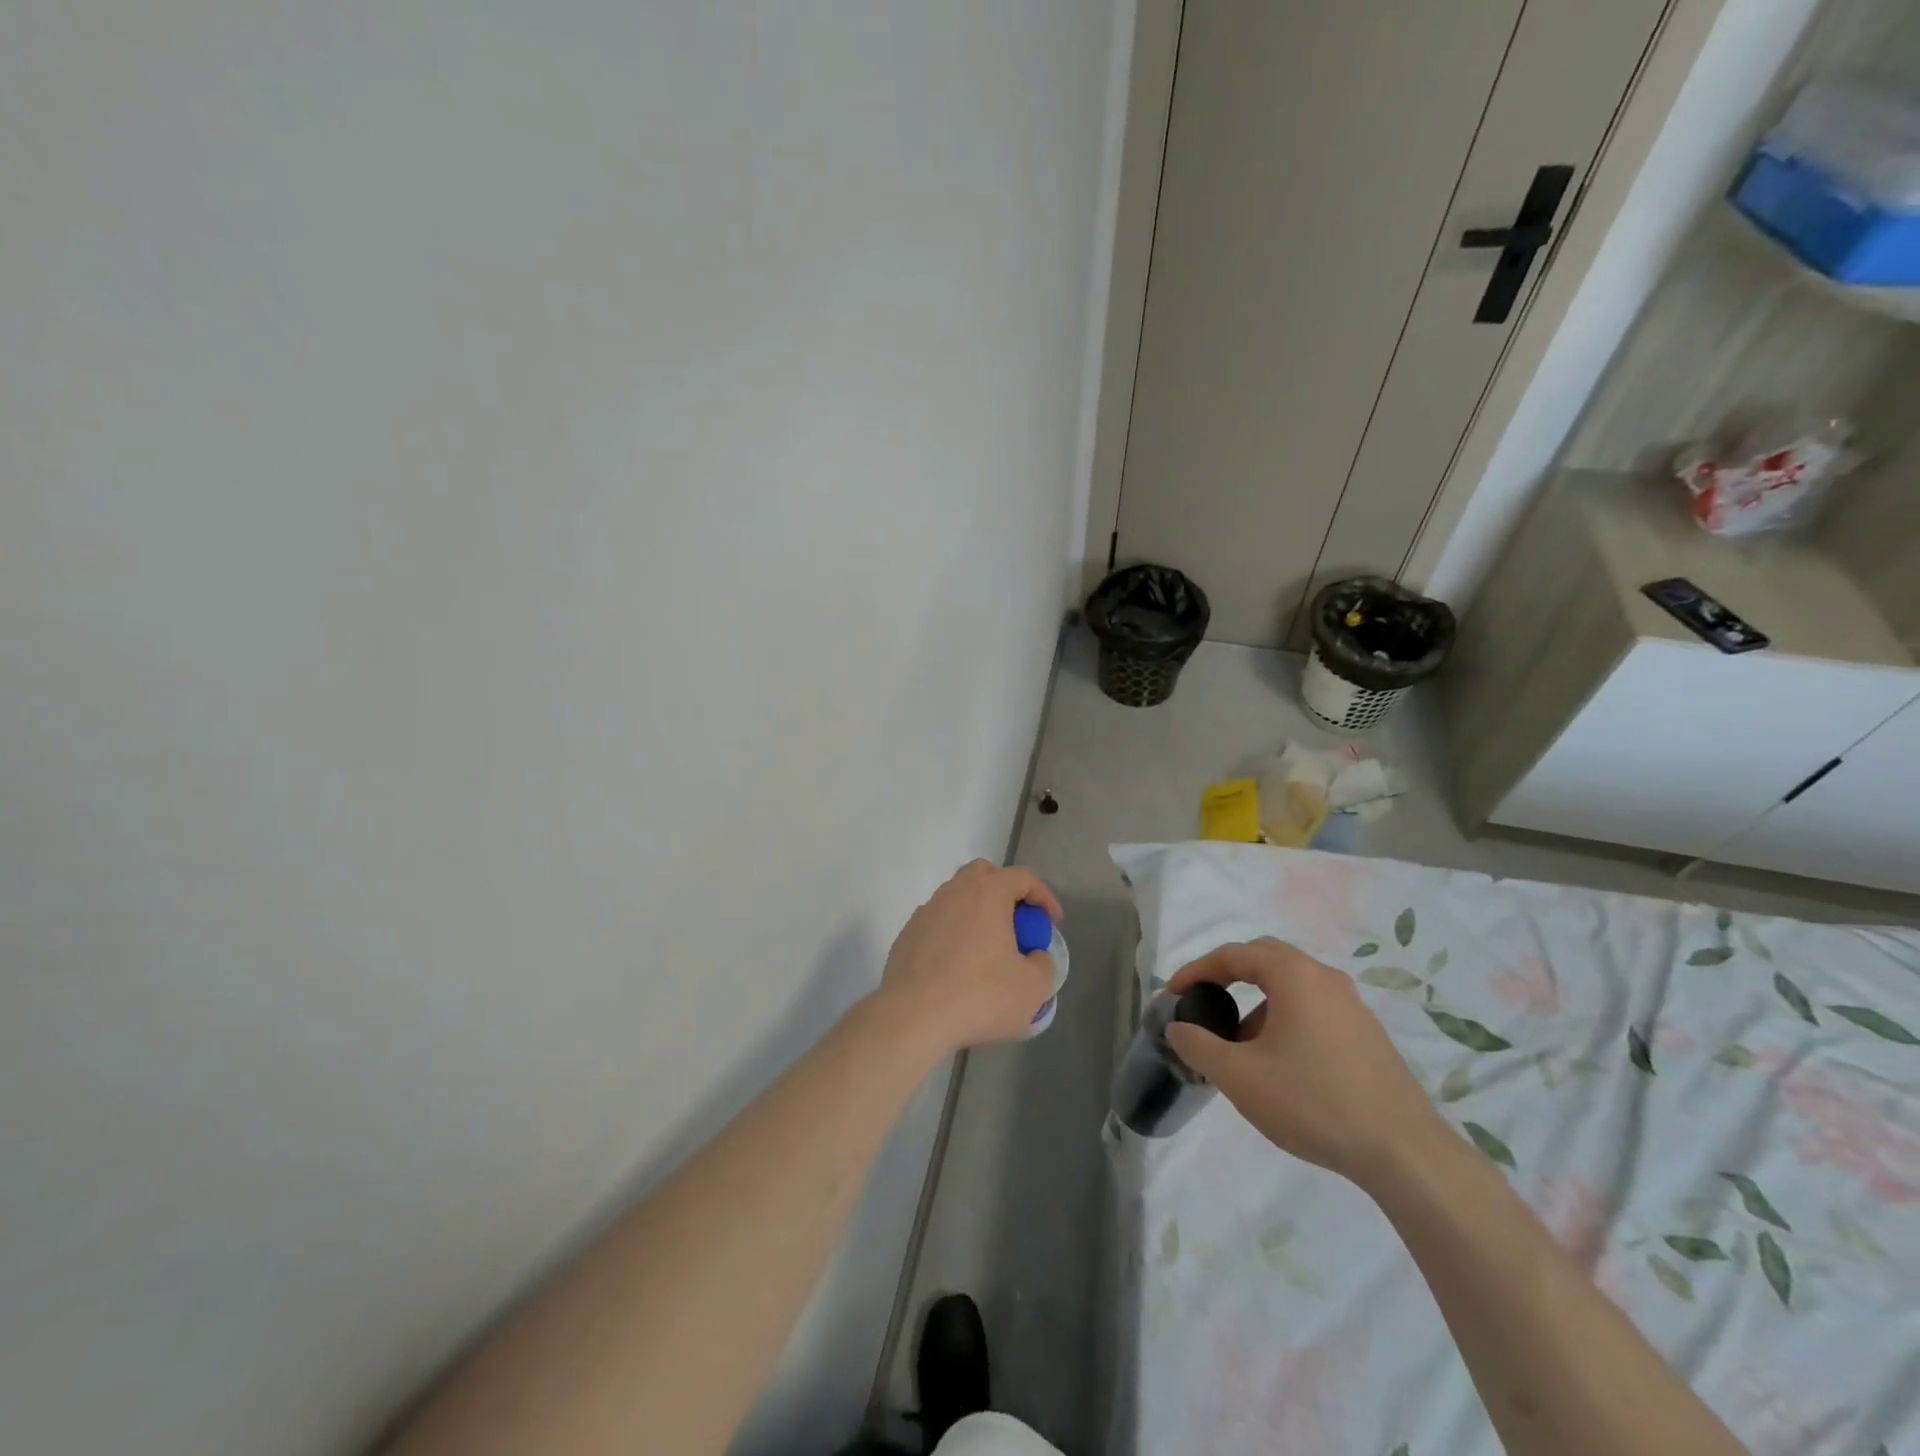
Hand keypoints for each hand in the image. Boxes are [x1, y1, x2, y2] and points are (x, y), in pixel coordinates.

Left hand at [873, 860, 1062, 1057]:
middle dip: (1005, 892)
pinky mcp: (908, 934)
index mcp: (988, 893)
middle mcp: (955, 891)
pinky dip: (954, 934)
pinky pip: (938, 923)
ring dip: (977, 914)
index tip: (1053, 922)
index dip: (1044, 896)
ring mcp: (927, 911)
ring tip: (988, 948)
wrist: (913, 1016)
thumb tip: (1034, 956)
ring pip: (957, 898)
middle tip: (1018, 924)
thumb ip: (1043, 964)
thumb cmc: (980, 996)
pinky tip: (958, 965)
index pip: (1023, 877)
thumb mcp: (1032, 987)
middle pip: (984, 875)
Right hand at [1164, 938, 1444, 1187]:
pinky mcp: (1368, 1034)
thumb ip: (1198, 1045)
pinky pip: (1314, 1009)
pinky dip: (1285, 1020)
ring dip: (1257, 1004)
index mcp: (1294, 975)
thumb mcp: (1240, 1076)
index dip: (1197, 970)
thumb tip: (1177, 1027)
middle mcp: (1325, 978)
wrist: (1404, 1153)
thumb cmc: (1313, 1101)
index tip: (1174, 994)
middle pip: (1265, 959)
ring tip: (1239, 1046)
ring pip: (1292, 987)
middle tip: (1205, 1004)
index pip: (1233, 955)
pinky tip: (1280, 1064)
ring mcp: (1352, 1006)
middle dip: (1229, 977)